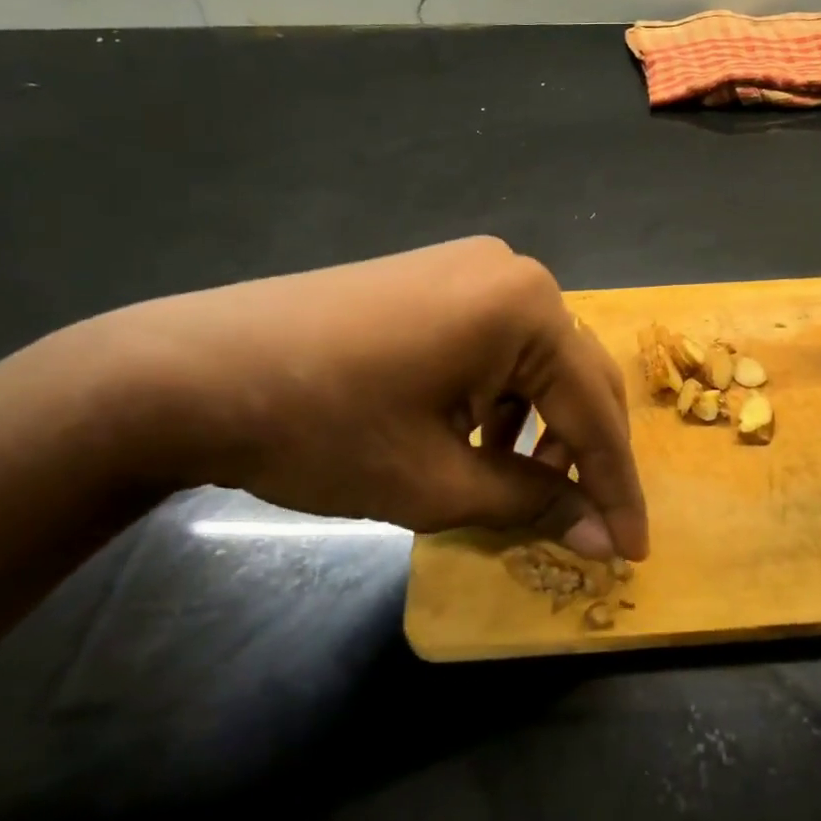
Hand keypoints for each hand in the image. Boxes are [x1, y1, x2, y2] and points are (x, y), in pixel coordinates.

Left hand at [97, 237, 647, 560]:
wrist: (189, 373)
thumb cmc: (323, 429)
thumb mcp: (438, 481)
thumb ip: (534, 504)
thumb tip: (602, 538)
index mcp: (525, 308)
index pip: (593, 411)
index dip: (616, 488)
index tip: (631, 551)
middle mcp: (510, 273)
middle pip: (574, 376)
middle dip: (584, 454)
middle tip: (585, 522)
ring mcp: (468, 268)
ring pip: (535, 361)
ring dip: (541, 427)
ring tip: (522, 485)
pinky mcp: (432, 279)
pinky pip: (494, 344)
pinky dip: (501, 398)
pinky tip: (477, 438)